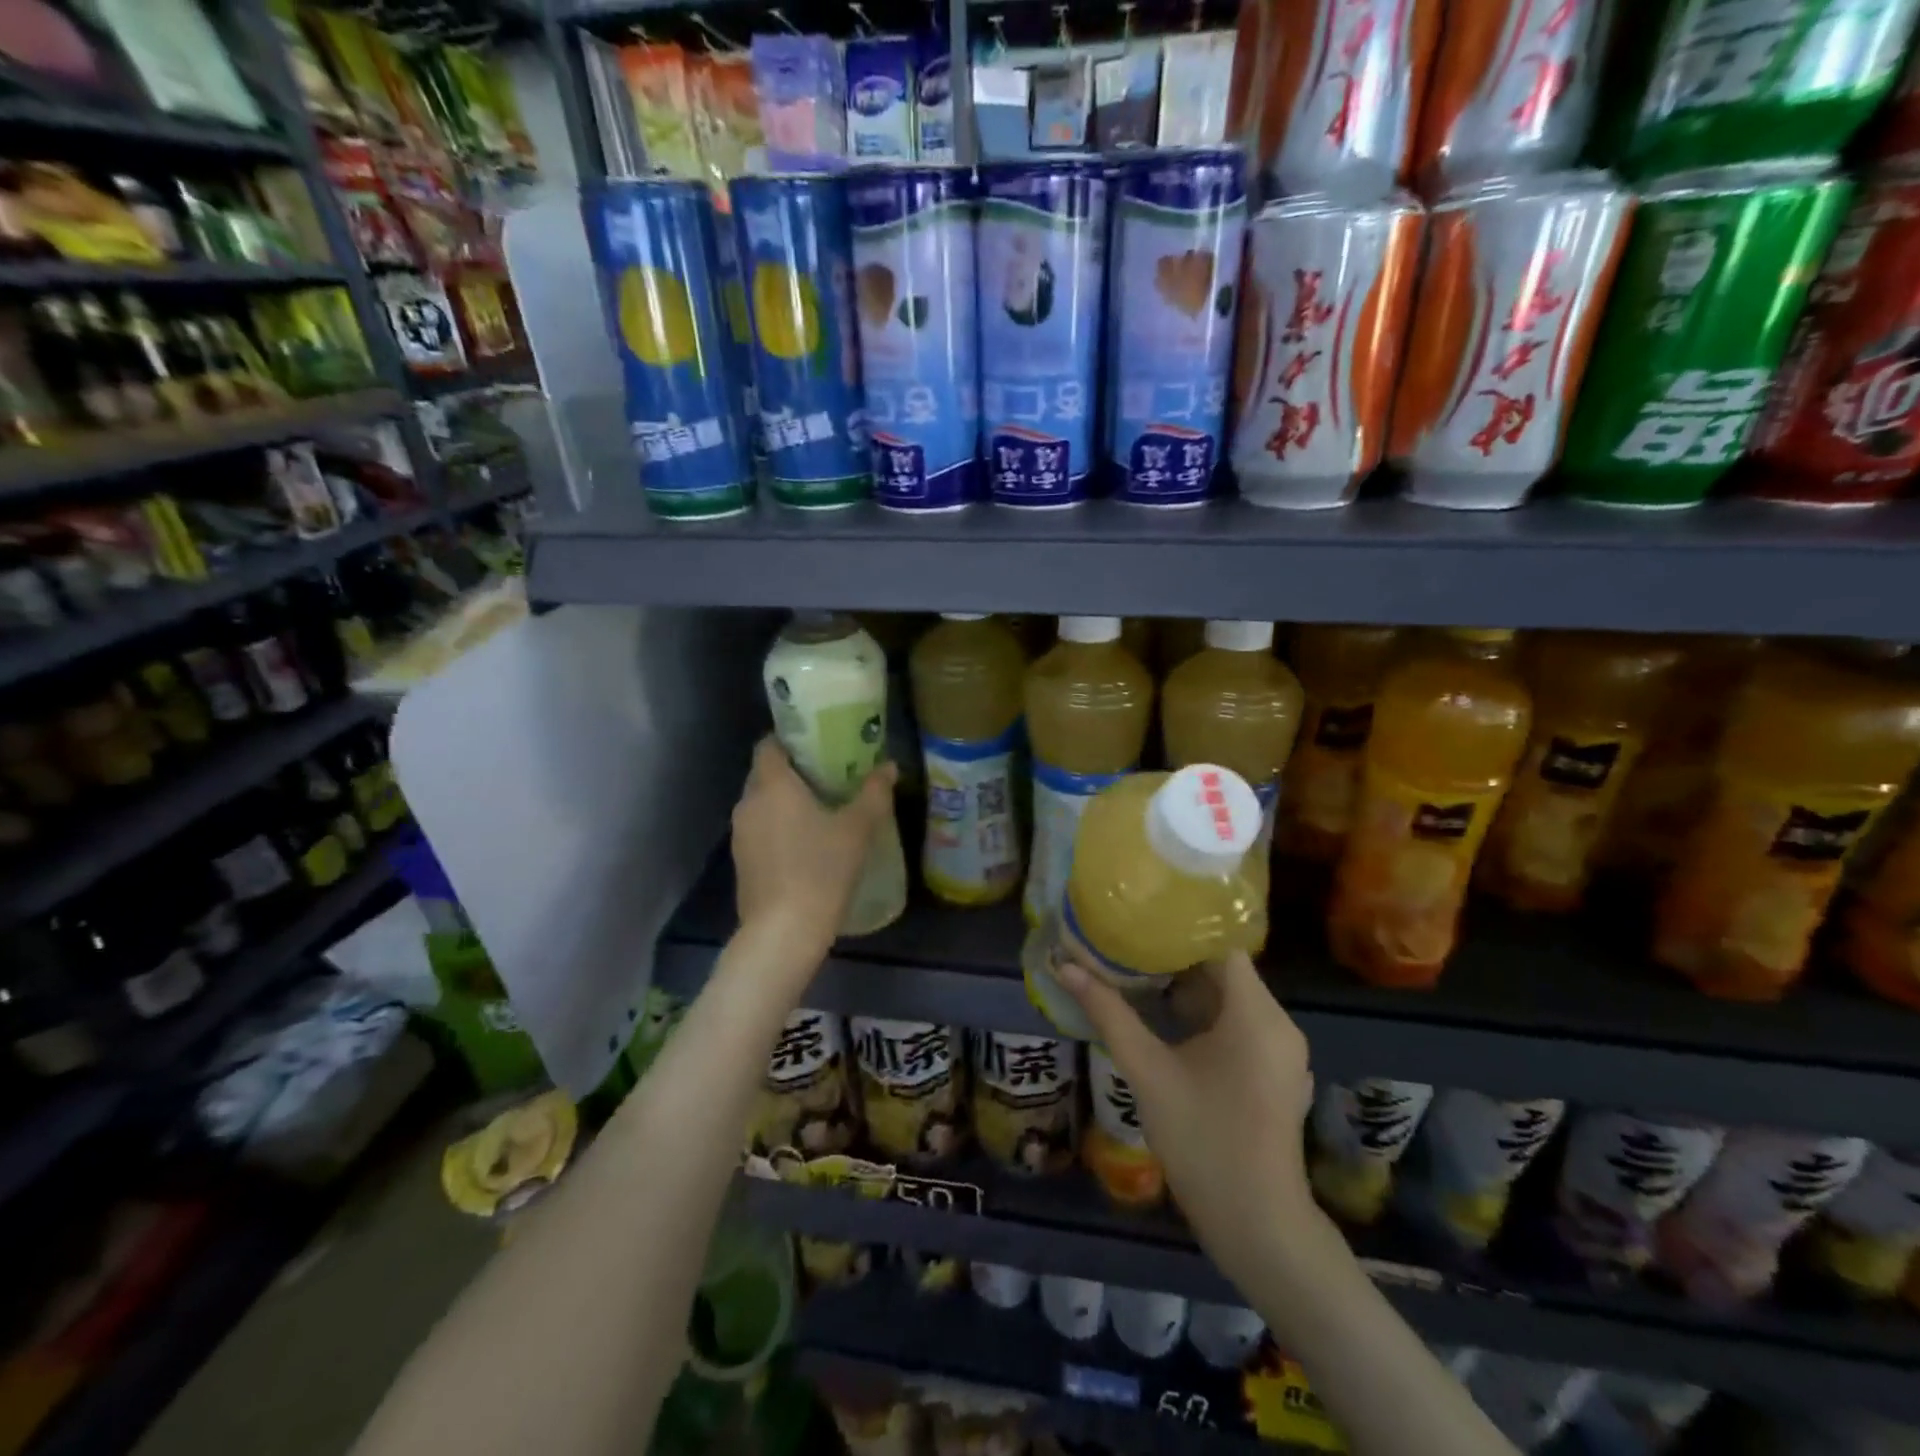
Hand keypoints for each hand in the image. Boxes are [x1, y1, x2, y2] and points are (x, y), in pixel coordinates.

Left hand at [732, 736, 896, 961]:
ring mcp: (740, 835)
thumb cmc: (822, 870)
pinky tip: (806, 843)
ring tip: (821, 808)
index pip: (769, 745)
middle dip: (793, 771)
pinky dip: (779, 827)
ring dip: (785, 802)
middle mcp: (748, 803)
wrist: (784, 932)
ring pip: (762, 804)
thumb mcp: (858, 829)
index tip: (818, 745)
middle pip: (765, 773)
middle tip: (829, 775)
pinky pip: (760, 830)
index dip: (791, 739)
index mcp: (772, 785)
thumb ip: (874, 793)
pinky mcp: (742, 862)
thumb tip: (889, 766)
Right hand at [1055, 952, 1326, 1288]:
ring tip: (1133, 970)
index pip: (1221, 943)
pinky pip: (1237, 1025)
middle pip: (1224, 970)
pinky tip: (1161, 1017)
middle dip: (1173, 956)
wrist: (1259, 1228)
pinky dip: (1202, 1015)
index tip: (1138, 914)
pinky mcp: (1273, 1072)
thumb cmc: (1204, 1141)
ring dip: (1185, 987)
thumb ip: (1109, 1014)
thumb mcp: (1148, 1072)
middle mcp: (1277, 1023)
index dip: (1180, 925)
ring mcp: (1279, 1051)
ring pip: (1229, 999)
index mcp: (1256, 1014)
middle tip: (1123, 940)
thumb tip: (1066, 967)